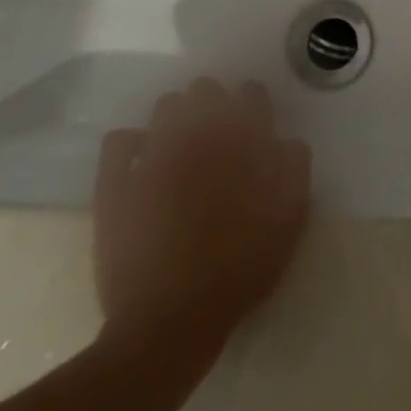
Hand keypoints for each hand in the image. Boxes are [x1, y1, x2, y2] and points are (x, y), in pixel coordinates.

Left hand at [94, 79, 310, 348]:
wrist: (170, 321)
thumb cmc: (239, 267)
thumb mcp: (290, 218)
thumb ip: (294, 167)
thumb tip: (285, 141)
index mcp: (240, 138)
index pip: (251, 93)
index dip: (256, 109)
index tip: (257, 133)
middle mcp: (196, 133)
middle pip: (205, 89)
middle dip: (214, 106)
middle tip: (220, 142)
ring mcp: (152, 155)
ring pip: (164, 107)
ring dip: (177, 120)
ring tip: (182, 152)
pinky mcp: (116, 184)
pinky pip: (120, 141)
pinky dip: (132, 145)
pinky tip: (141, 164)